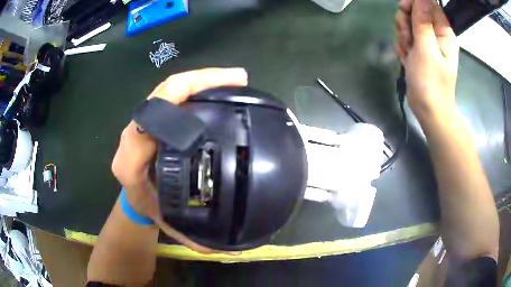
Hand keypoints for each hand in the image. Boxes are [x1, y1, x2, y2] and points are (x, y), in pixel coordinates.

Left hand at [111, 68, 247, 252]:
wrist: (134, 198)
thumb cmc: (148, 206)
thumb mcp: (168, 222)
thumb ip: (193, 237)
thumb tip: (227, 249)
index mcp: (133, 155)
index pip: (155, 111)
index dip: (187, 92)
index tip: (225, 90)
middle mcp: (136, 132)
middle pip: (165, 91)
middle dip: (203, 79)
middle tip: (238, 79)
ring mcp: (145, 121)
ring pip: (170, 91)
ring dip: (202, 81)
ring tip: (234, 81)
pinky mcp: (154, 120)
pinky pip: (173, 98)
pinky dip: (196, 91)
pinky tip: (218, 93)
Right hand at [395, 0, 458, 120]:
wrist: (429, 111)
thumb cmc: (431, 82)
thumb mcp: (426, 48)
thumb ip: (423, 20)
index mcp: (443, 31)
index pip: (428, 4)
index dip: (414, 3)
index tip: (404, 11)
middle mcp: (436, 34)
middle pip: (415, 12)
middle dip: (406, 22)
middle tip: (408, 38)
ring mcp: (427, 43)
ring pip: (408, 24)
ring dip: (403, 35)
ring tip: (408, 51)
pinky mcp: (419, 51)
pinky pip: (406, 38)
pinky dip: (403, 46)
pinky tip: (406, 58)